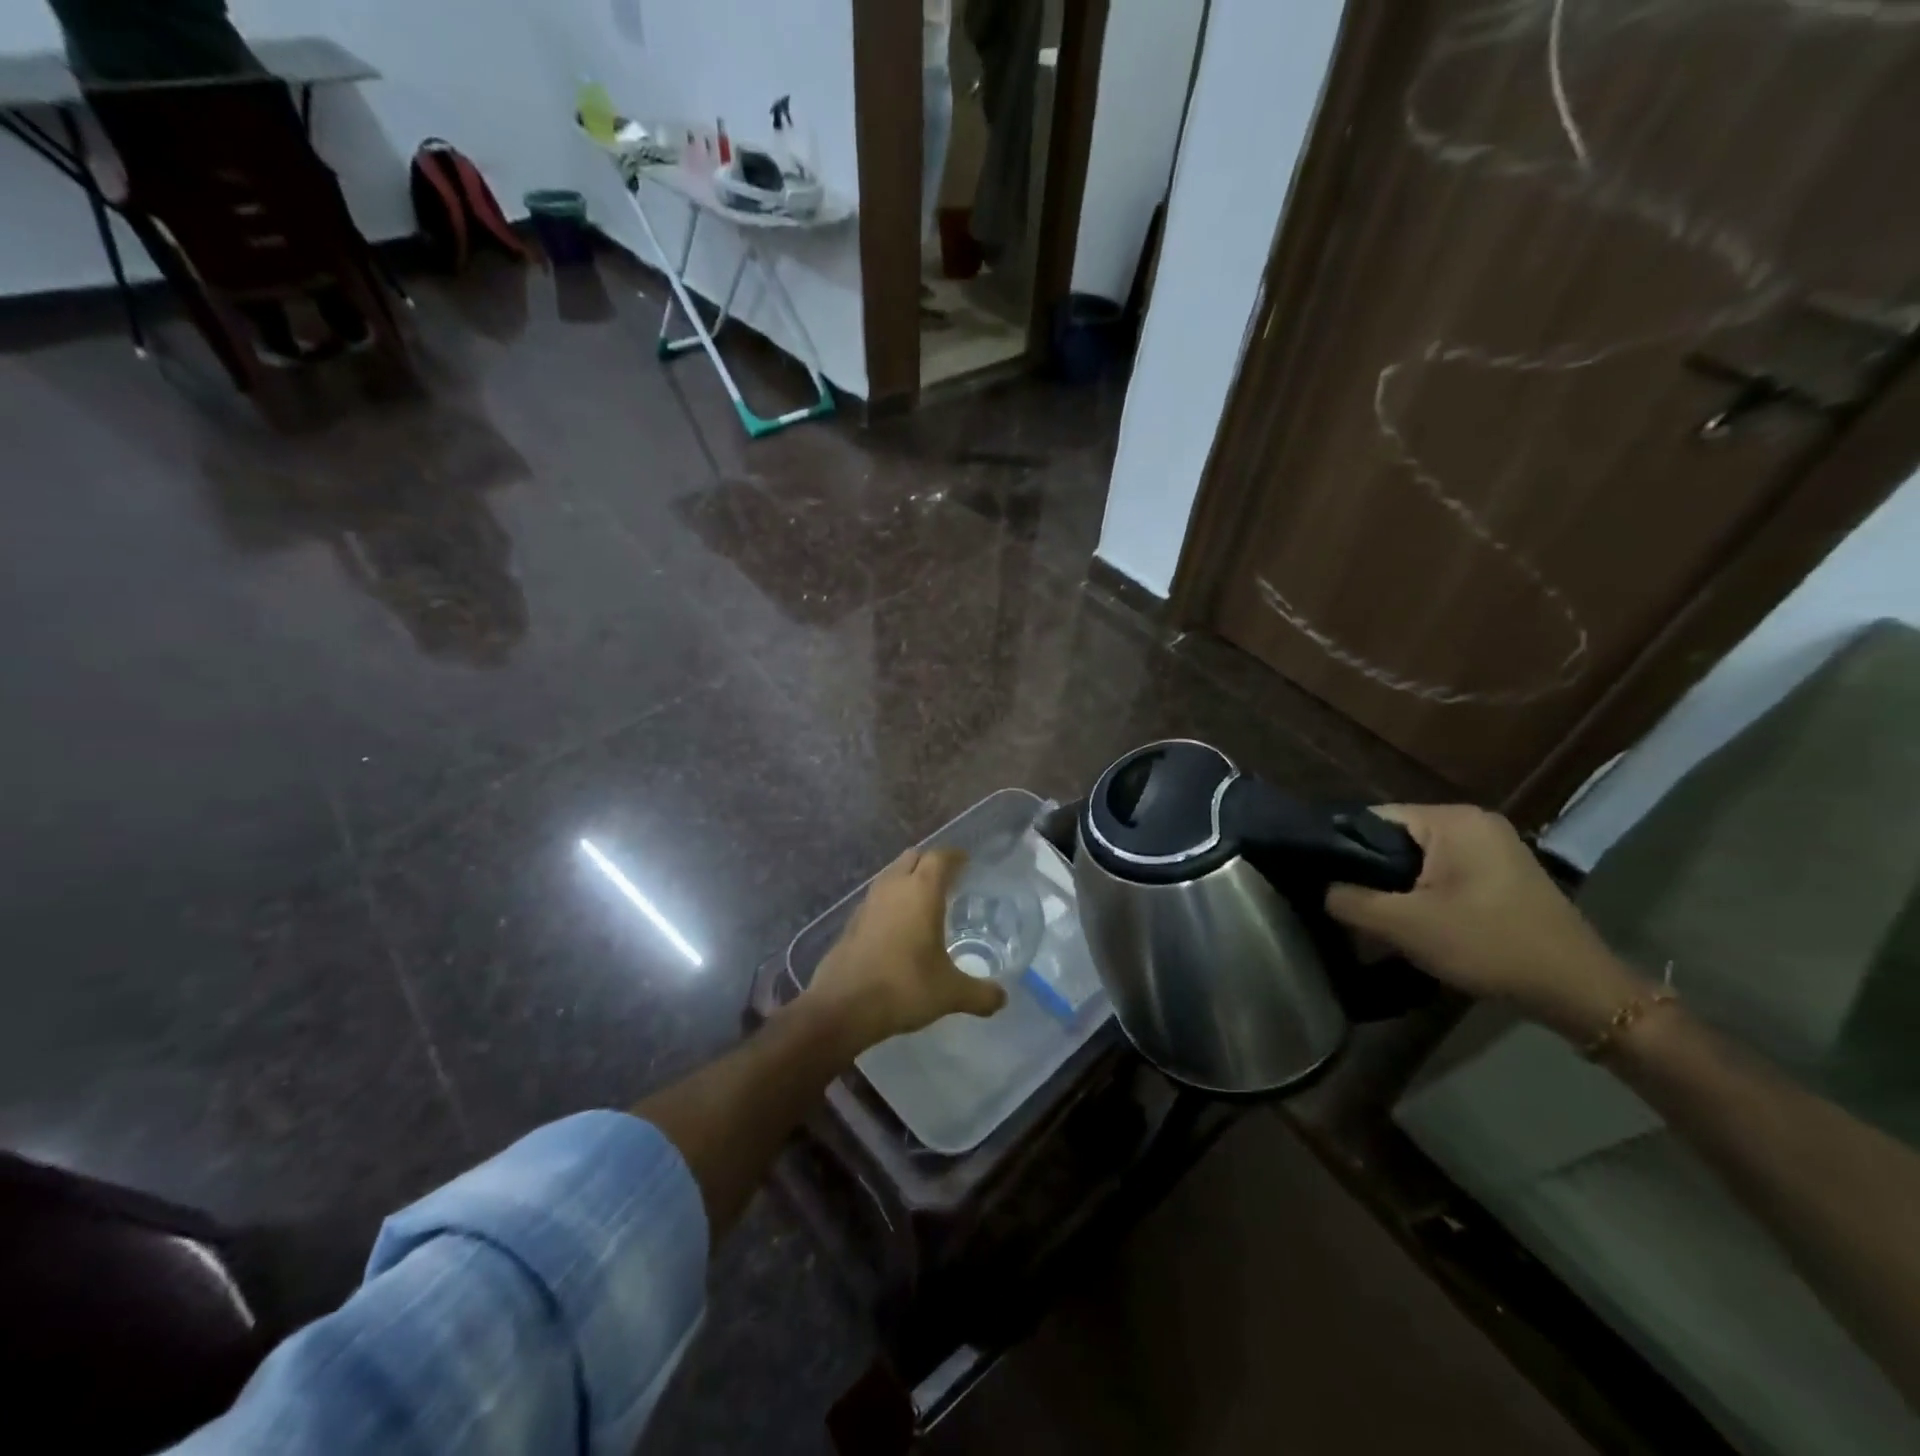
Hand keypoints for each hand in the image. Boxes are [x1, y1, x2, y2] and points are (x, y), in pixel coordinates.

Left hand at [803, 848, 1006, 1054]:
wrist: (843, 1006)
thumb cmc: (904, 987)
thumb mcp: (950, 993)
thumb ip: (980, 994)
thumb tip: (1002, 999)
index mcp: (921, 891)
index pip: (940, 857)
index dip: (955, 856)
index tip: (966, 862)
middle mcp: (893, 887)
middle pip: (913, 858)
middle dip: (930, 863)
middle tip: (947, 879)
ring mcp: (868, 903)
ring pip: (891, 876)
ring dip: (907, 880)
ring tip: (923, 901)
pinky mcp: (851, 922)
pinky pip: (876, 899)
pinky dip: (890, 903)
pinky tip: (898, 927)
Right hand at [1325, 805, 1646, 1039]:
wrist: (1579, 992)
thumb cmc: (1488, 946)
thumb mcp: (1405, 925)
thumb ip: (1350, 901)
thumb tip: (1322, 889)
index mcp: (1452, 820)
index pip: (1373, 820)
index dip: (1343, 850)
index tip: (1324, 881)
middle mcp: (1474, 822)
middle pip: (1396, 839)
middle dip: (1372, 873)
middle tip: (1350, 906)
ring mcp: (1494, 847)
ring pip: (1419, 859)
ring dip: (1397, 887)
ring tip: (1378, 917)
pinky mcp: (1503, 874)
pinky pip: (1445, 873)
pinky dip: (1424, 893)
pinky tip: (1417, 922)